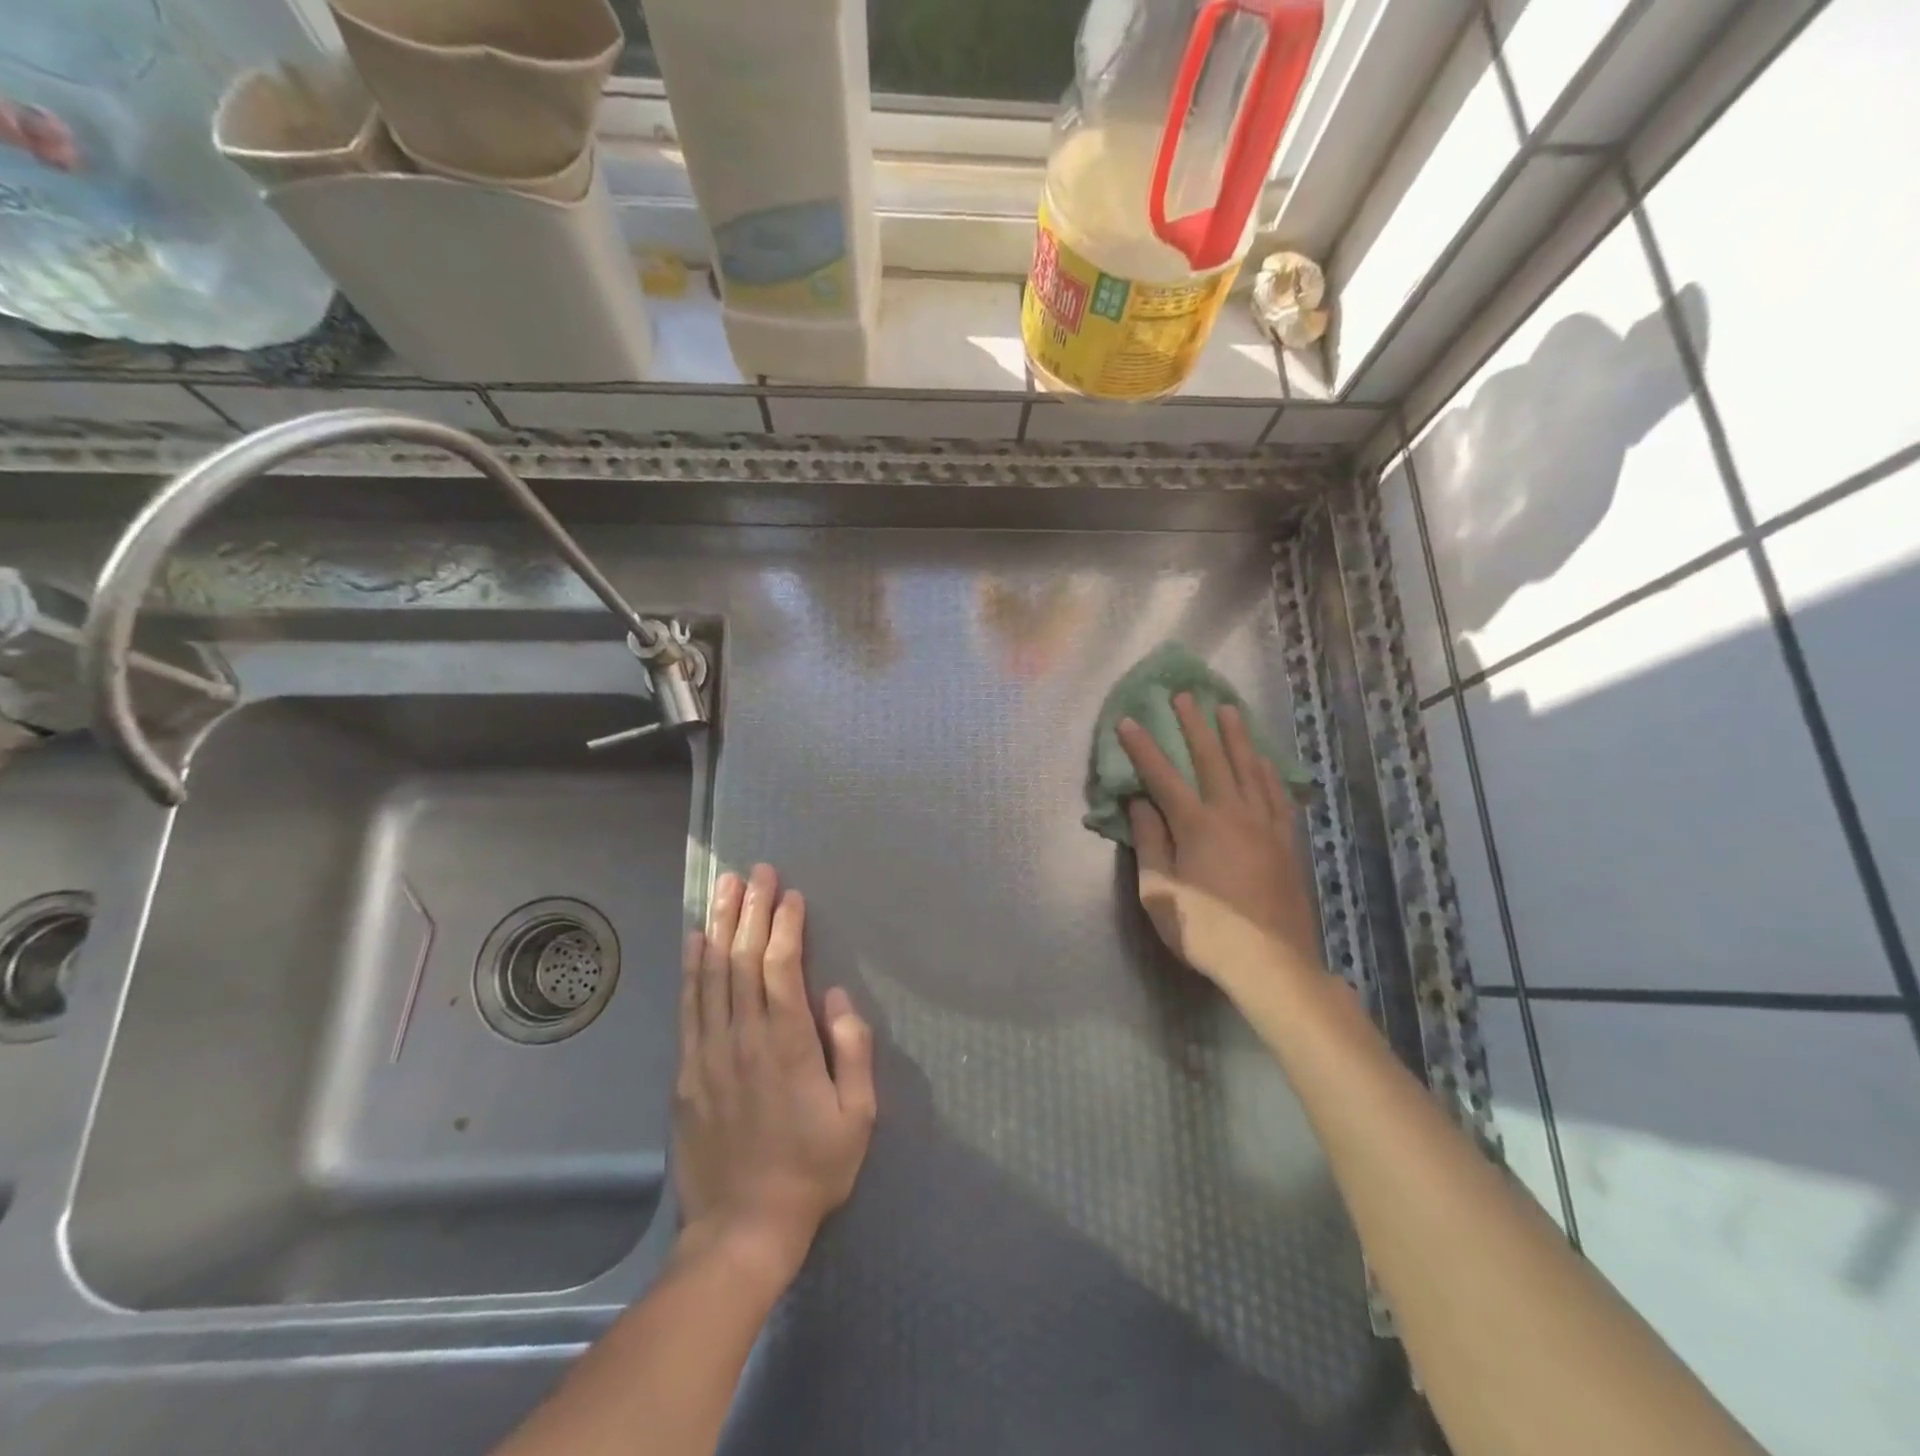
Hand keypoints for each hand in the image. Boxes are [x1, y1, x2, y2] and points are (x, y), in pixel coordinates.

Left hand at [672, 864, 876, 1286]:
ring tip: (724, 887)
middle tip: (756, 871)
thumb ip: (853, 1051)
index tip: (790, 893)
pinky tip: (695, 940)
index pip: (782, 966)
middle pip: (744, 959)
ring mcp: (709, 1053)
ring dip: (720, 925)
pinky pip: (688, 1006)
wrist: (742, 1229)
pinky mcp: (687, 1072)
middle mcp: (744, 1037)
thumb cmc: (812, 1169)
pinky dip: (691, 968)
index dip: (785, 925)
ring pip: (712, 974)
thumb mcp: (858, 1117)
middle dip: (752, 909)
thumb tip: (838, 996)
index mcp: (788, 1044)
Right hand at [1119, 696, 1322, 989]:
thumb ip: (1150, 842)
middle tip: (1184, 696)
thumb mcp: (1159, 892)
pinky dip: (1267, 771)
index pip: (1163, 777)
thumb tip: (1139, 802)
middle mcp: (1233, 814)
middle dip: (1194, 726)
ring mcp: (1265, 825)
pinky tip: (1263, 760)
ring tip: (1228, 709)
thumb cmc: (1204, 930)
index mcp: (1197, 826)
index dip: (1143, 748)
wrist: (1270, 963)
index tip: (1128, 721)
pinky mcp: (1287, 841)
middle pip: (1212, 760)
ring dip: (1236, 736)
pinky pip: (1277, 794)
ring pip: (1250, 768)